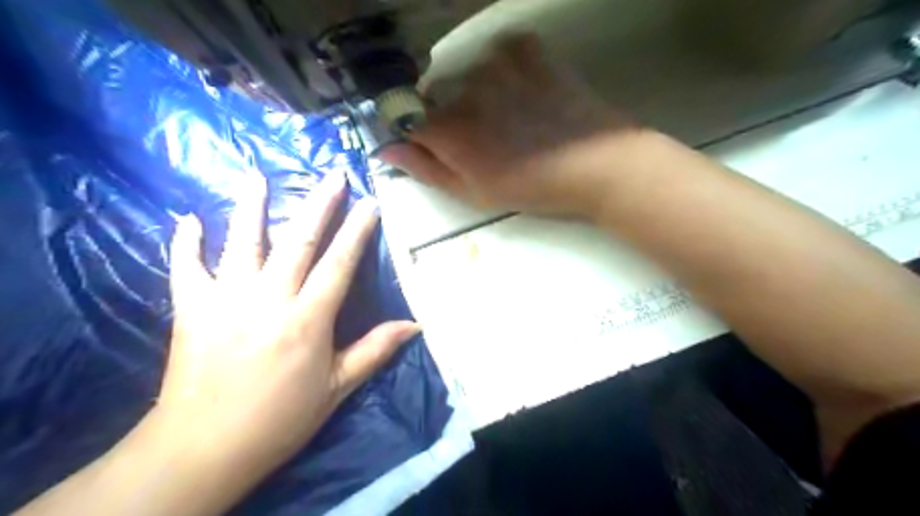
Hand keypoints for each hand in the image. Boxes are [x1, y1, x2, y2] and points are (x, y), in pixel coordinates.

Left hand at [155, 174, 419, 478]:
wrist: (203, 448)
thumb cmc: (279, 419)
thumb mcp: (337, 388)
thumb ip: (375, 350)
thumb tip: (415, 326)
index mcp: (307, 319)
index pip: (340, 263)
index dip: (358, 230)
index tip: (369, 203)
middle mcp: (268, 298)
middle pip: (299, 241)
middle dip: (319, 205)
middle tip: (332, 175)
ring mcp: (225, 299)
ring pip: (242, 242)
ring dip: (252, 207)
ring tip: (257, 176)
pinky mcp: (190, 309)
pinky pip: (186, 267)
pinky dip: (184, 241)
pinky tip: (187, 218)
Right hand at [376, 31, 649, 220]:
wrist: (596, 165)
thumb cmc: (532, 188)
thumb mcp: (475, 193)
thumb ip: (427, 169)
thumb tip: (385, 150)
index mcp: (449, 130)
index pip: (410, 121)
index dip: (423, 136)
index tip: (442, 148)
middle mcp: (464, 90)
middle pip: (440, 98)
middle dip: (453, 117)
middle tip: (489, 139)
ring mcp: (497, 65)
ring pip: (469, 75)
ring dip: (481, 94)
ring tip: (513, 117)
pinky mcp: (529, 51)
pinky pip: (502, 52)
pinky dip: (507, 69)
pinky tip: (526, 91)